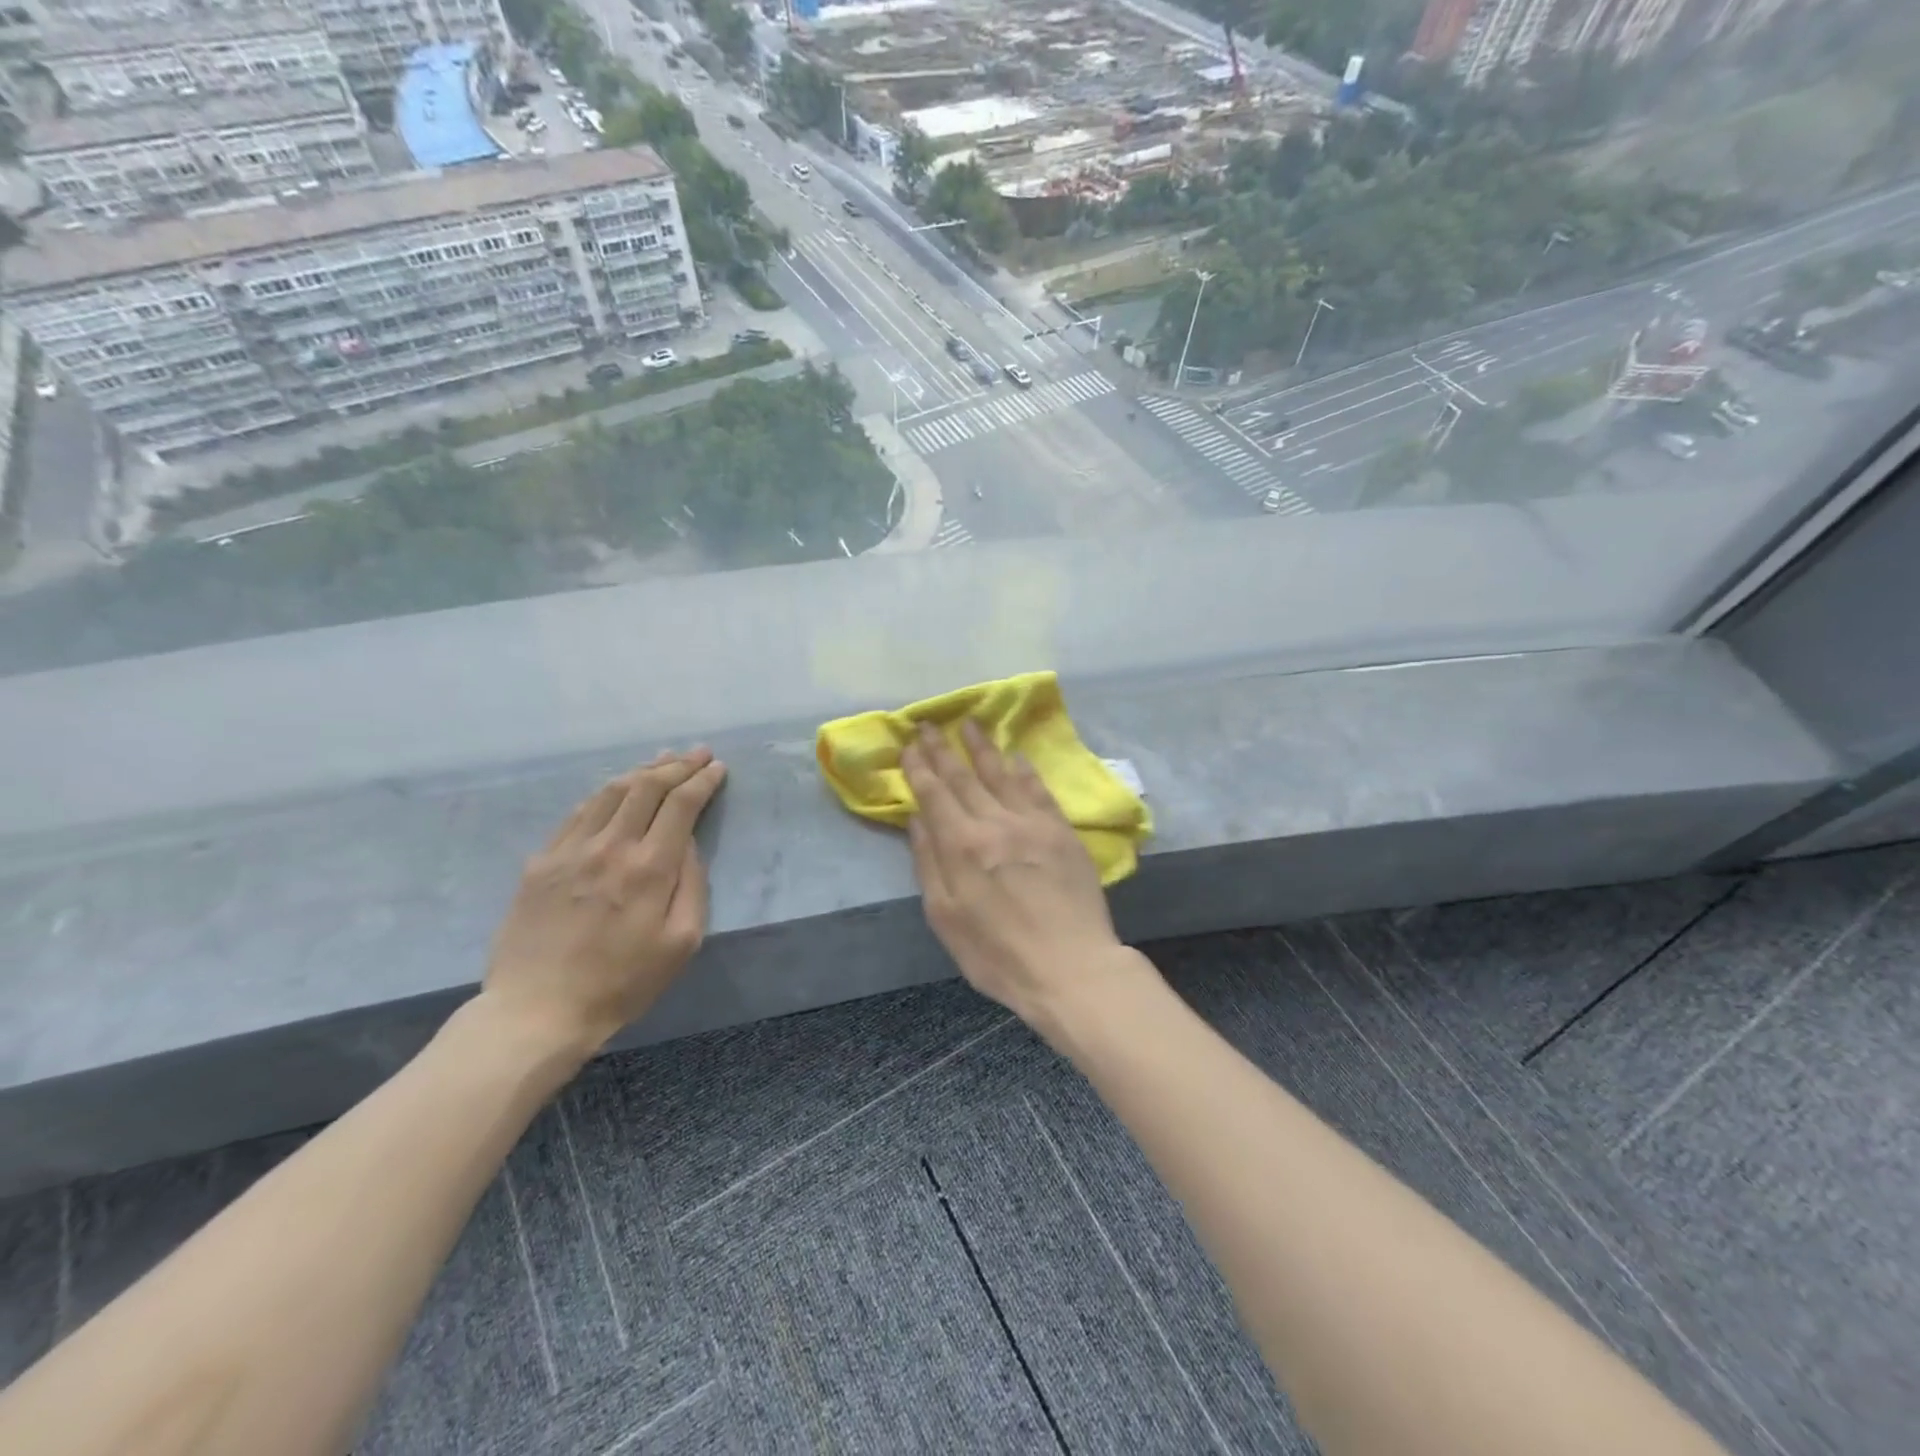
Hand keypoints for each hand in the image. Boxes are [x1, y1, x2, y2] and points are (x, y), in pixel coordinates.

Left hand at [483, 748, 726, 1055]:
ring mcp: (570, 850)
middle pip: (646, 787)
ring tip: (662, 761)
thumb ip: (692, 885)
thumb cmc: (622, 983)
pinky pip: (578, 813)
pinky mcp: (541, 862)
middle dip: (677, 765)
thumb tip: (687, 843)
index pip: (681, 804)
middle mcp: (610, 847)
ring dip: (642, 771)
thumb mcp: (681, 943)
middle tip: (697, 754)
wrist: (537, 1011)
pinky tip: (616, 791)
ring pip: (610, 792)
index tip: (717, 768)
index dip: (702, 780)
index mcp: (649, 868)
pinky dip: (605, 793)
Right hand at [902, 720, 1134, 1035]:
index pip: (934, 794)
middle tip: (930, 724)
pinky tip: (1016, 757)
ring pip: (1001, 774)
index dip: (919, 767)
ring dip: (982, 747)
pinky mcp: (1062, 831)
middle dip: (943, 749)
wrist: (1070, 968)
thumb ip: (928, 864)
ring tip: (970, 723)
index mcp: (961, 845)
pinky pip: (1039, 790)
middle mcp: (995, 823)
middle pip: (964, 777)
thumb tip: (917, 819)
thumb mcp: (946, 918)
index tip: (909, 744)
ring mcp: (1032, 823)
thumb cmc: (997, 954)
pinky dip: (1024, 770)